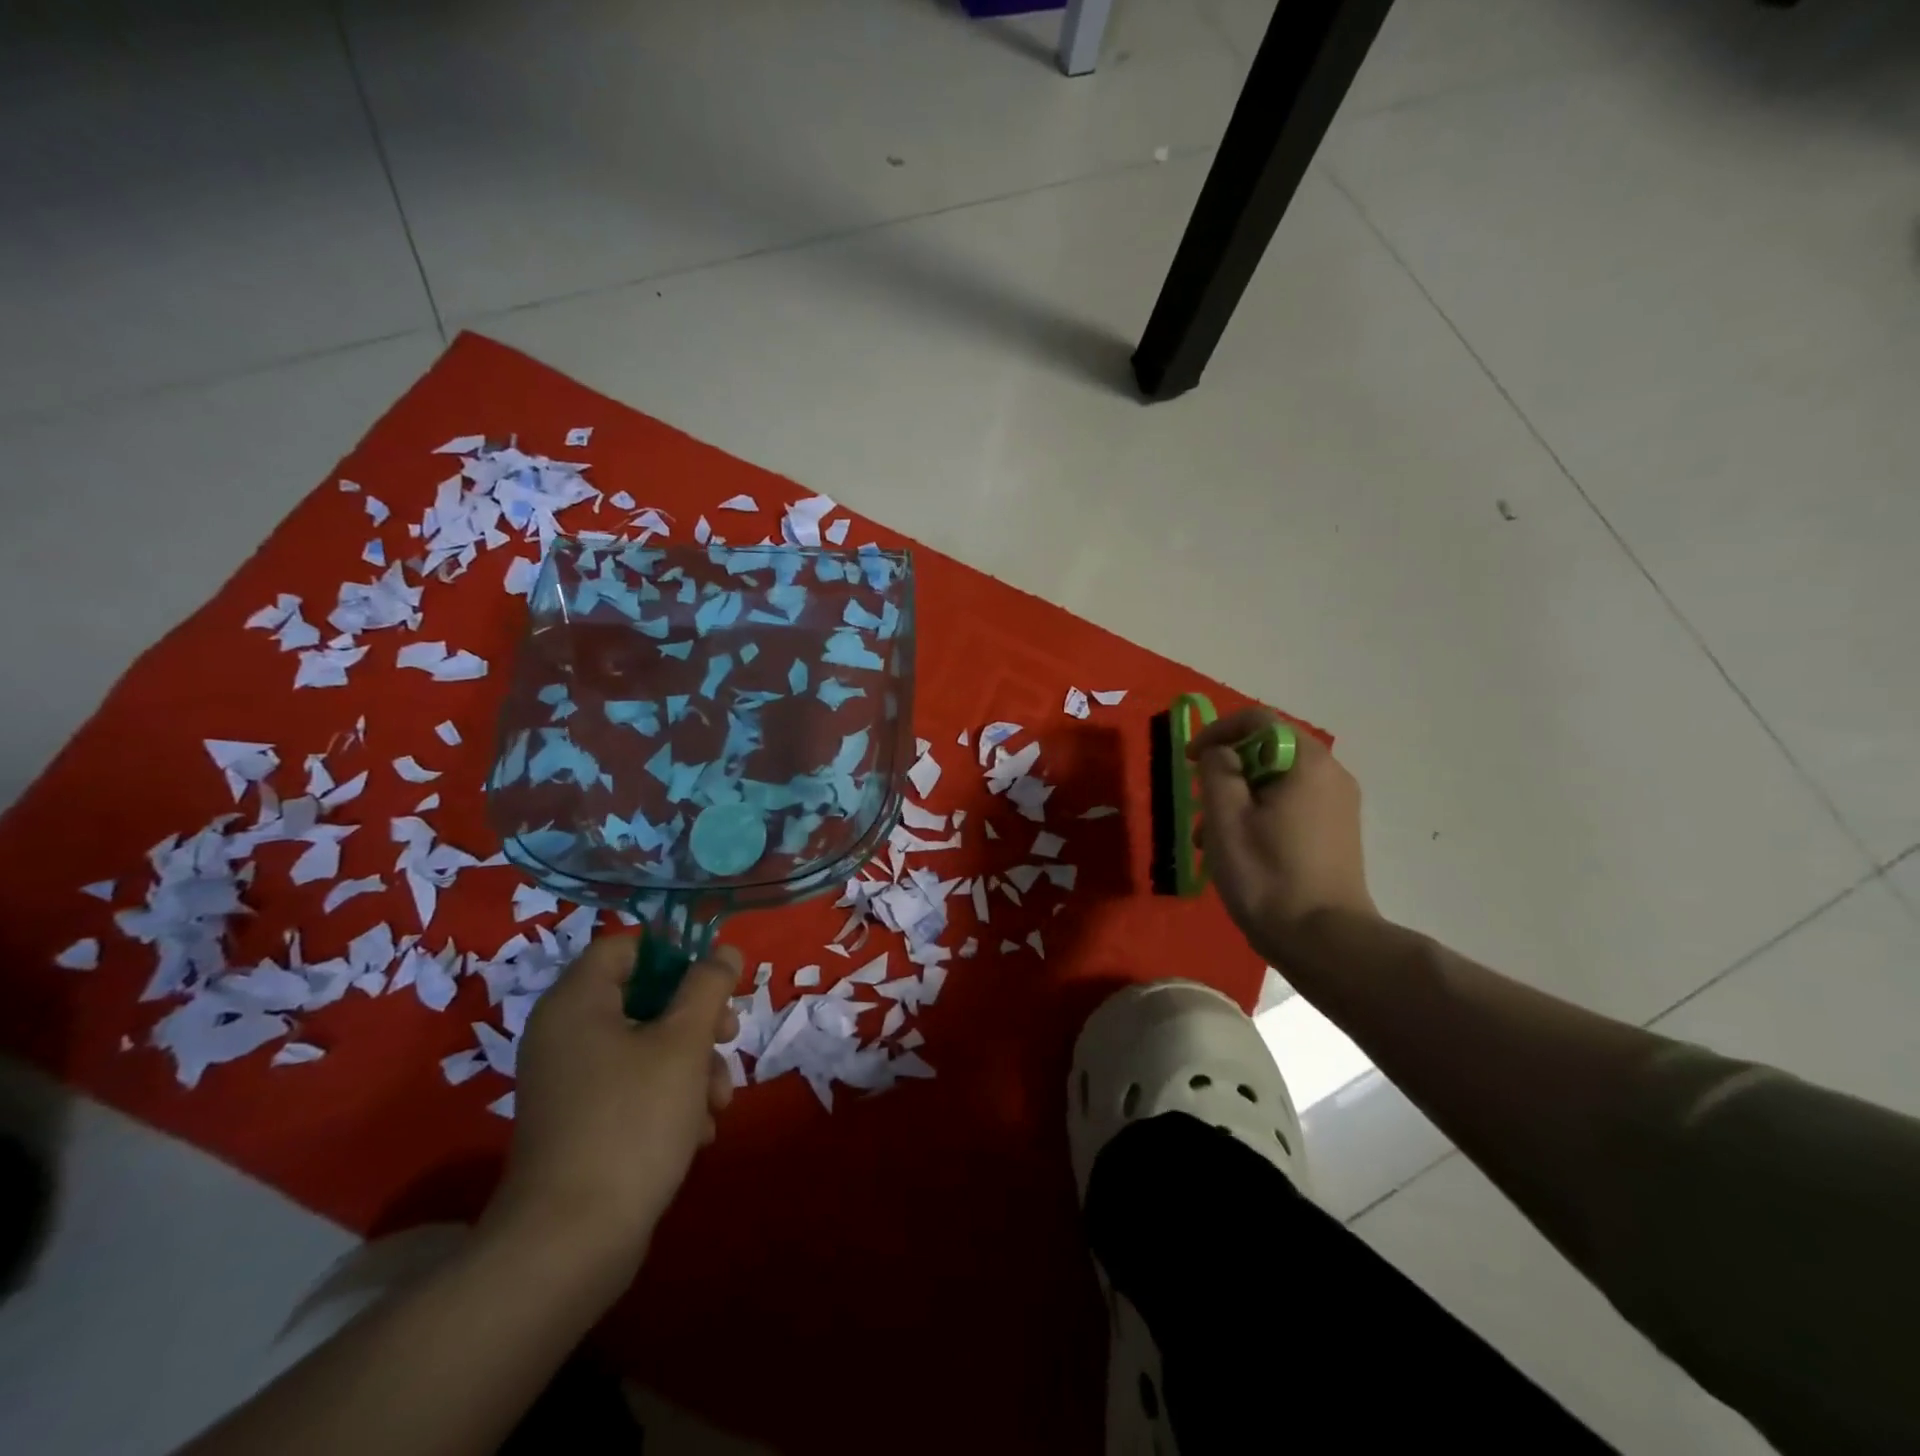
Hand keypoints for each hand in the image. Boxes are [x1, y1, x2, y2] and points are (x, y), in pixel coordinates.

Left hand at [484, 936, 741, 1287]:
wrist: (570, 1244)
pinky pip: (631, 1087)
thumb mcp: (683, 1043)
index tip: (713, 983)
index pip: (627, 947)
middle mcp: (565, 1034)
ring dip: (692, 1064)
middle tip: (729, 1037)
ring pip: (646, 1046)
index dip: (675, 955)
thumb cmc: (632, 1121)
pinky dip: (668, 1098)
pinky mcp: (579, 1122)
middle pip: (644, 997)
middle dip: (696, 1019)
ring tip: (718, 1102)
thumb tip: (723, 951)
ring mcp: (570, 1082)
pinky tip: (697, 1131)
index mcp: (577, 1002)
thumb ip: (708, 986)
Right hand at [1190, 709, 1376, 958]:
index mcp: (1307, 762)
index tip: (1188, 759)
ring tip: (1210, 837)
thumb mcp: (1225, 818)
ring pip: (1276, 782)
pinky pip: (1291, 805)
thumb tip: (1219, 751)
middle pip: (1267, 751)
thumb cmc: (1267, 875)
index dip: (1217, 731)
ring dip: (1238, 798)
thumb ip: (1216, 769)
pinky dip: (1260, 814)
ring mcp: (1338, 805)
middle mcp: (1331, 774)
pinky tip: (1239, 850)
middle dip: (1226, 771)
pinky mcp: (1337, 832)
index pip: (1258, 721)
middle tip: (1198, 804)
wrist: (1325, 942)